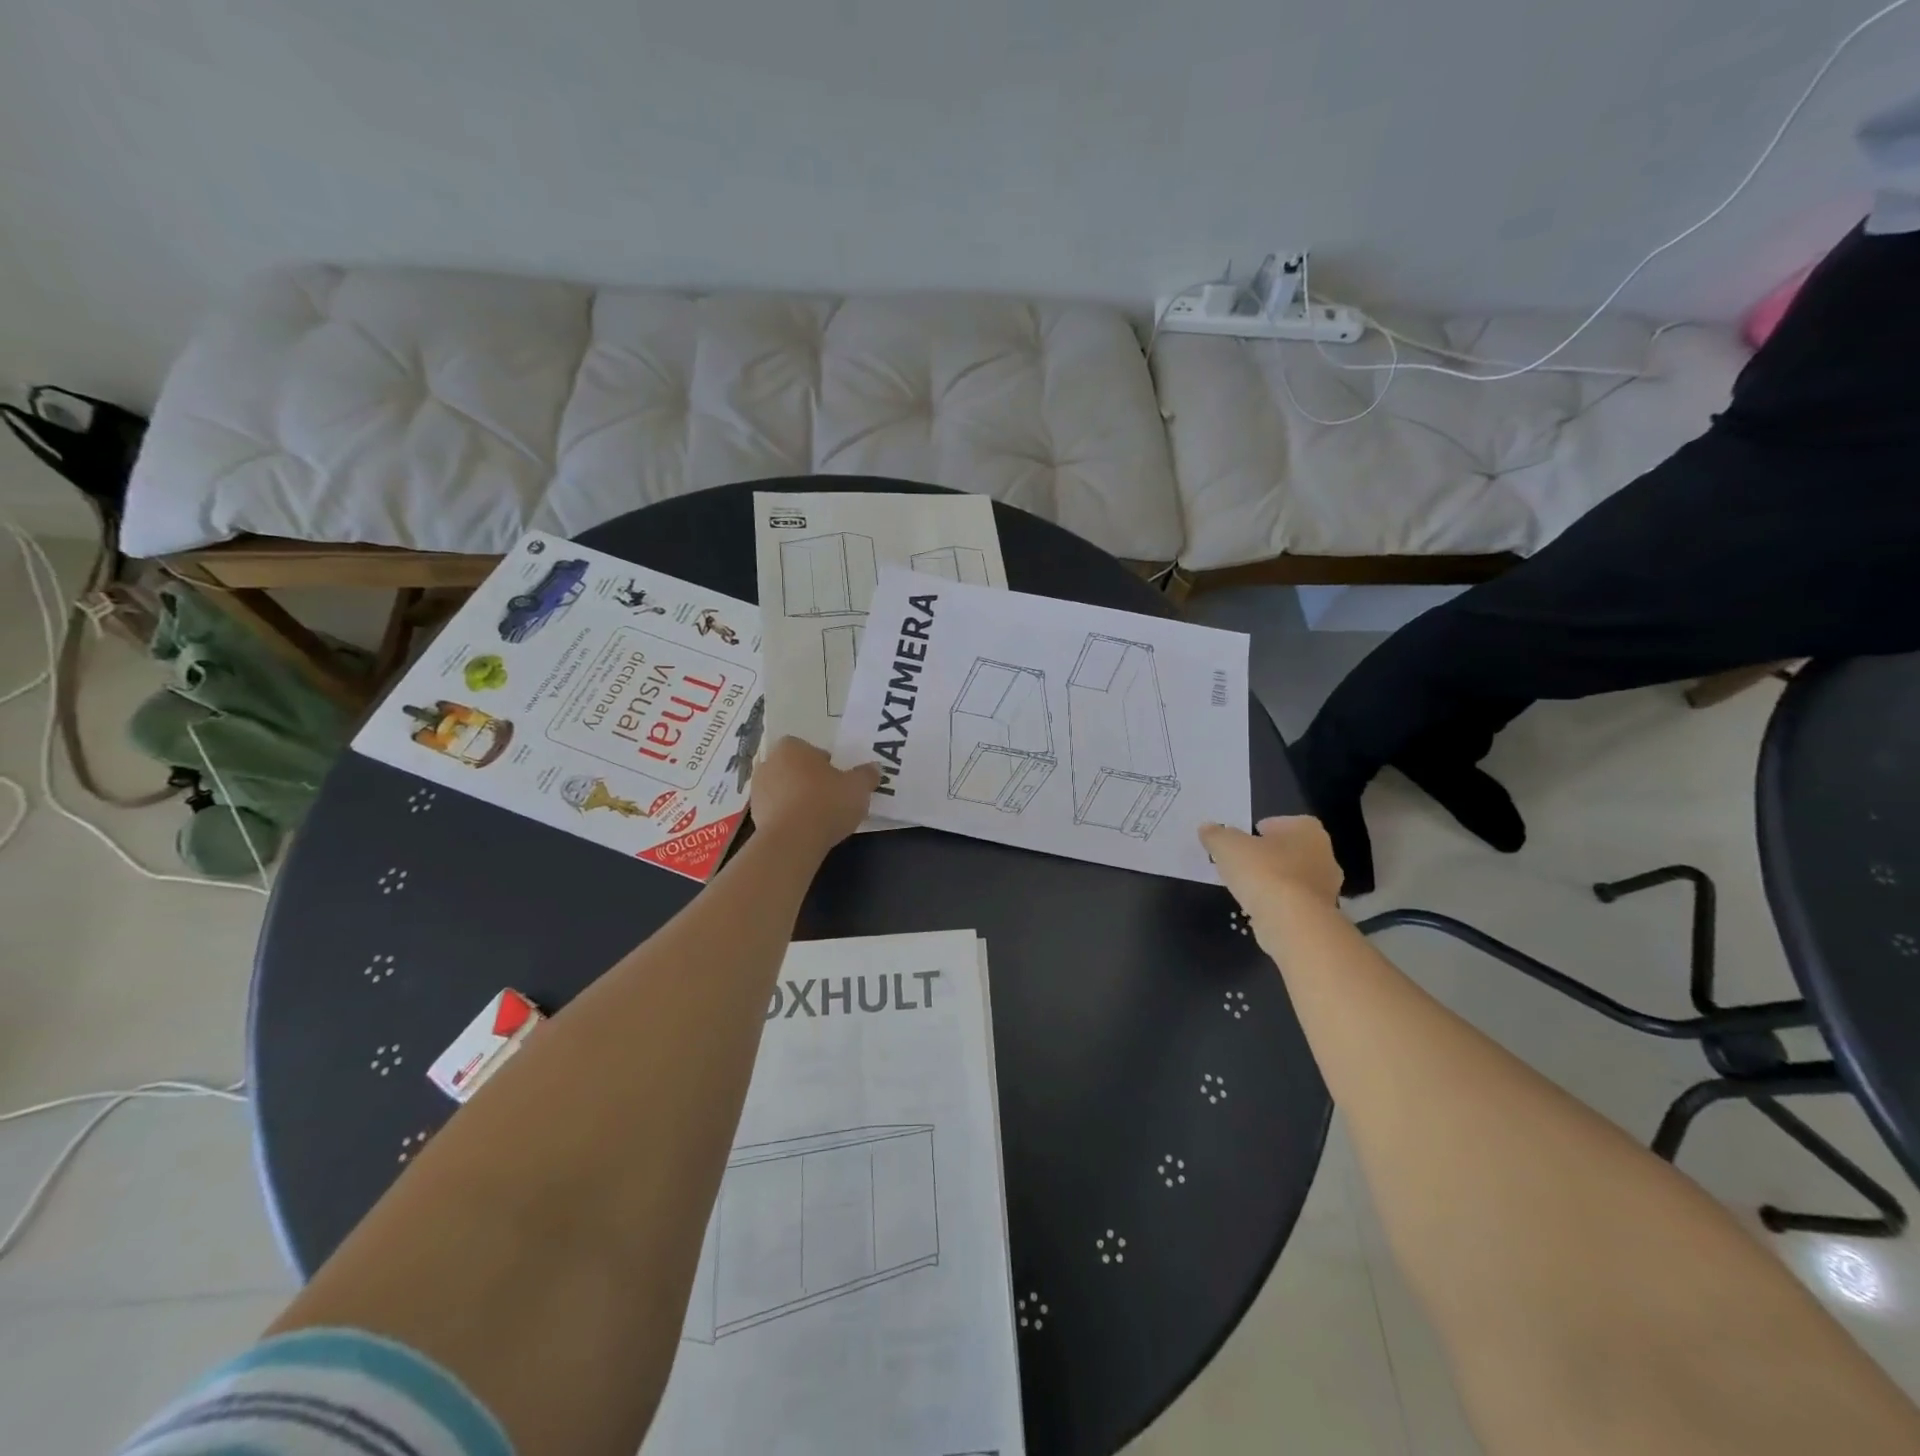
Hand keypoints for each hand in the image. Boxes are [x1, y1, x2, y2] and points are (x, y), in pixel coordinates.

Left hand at [748, 738, 880, 855]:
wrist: (792, 840)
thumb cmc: (826, 802)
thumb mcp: (858, 787)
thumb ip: (866, 775)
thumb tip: (874, 768)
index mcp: (792, 747)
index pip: (808, 748)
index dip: (823, 762)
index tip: (836, 778)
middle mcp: (769, 763)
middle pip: (793, 768)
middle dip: (807, 779)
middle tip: (829, 796)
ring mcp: (757, 790)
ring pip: (782, 789)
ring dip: (795, 798)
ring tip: (817, 816)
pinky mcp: (754, 816)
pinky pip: (776, 811)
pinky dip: (787, 817)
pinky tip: (804, 830)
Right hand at [1200, 817, 1342, 942]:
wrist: (1291, 922)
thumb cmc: (1263, 872)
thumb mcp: (1227, 846)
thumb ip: (1216, 835)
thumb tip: (1207, 829)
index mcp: (1307, 830)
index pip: (1281, 823)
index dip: (1259, 831)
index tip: (1241, 843)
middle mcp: (1324, 855)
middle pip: (1289, 850)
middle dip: (1268, 856)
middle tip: (1242, 864)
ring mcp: (1327, 887)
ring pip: (1293, 877)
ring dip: (1274, 881)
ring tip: (1247, 889)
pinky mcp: (1321, 915)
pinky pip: (1294, 902)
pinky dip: (1278, 904)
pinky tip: (1259, 909)